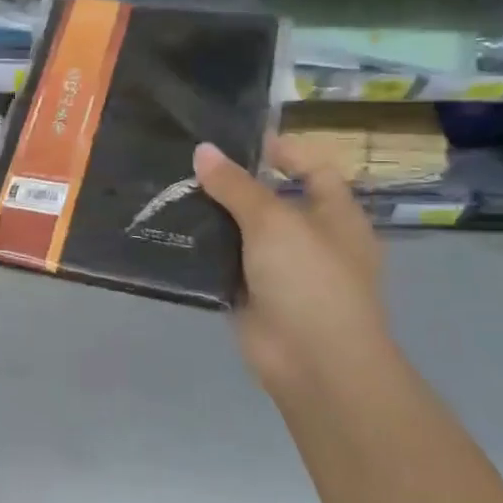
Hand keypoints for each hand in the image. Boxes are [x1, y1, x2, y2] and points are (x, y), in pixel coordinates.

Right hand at [193, 135, 396, 399]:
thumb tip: (202, 150)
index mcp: (335, 214)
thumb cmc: (310, 280)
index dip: (281, 150)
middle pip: (269, 199)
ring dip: (211, 216)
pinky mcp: (250, 293)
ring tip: (167, 191)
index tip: (235, 140)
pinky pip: (223, 263)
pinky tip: (168, 232)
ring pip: (241, 232)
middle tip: (185, 163)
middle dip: (232, 182)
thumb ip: (236, 185)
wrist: (313, 362)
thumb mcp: (274, 222)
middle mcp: (309, 238)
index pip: (312, 168)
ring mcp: (279, 268)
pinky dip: (201, 251)